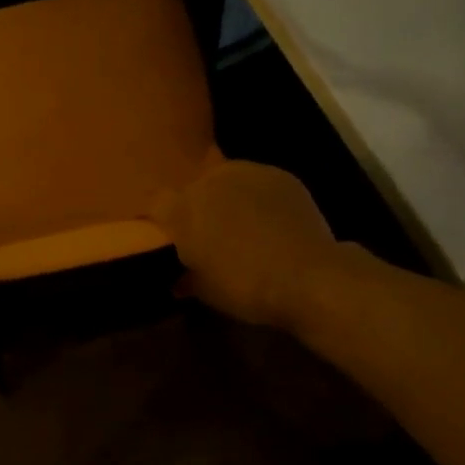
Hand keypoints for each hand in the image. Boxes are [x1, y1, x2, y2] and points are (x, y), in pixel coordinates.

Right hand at [151, 160, 340, 330]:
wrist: (307, 276)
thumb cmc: (245, 287)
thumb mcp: (206, 292)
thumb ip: (188, 279)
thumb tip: (180, 280)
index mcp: (182, 209)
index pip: (156, 204)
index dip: (162, 220)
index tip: (170, 238)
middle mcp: (210, 181)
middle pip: (194, 188)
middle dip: (198, 207)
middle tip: (210, 235)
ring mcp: (247, 172)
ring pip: (227, 180)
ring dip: (229, 198)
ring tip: (243, 225)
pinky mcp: (281, 175)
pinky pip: (259, 183)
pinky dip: (259, 198)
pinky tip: (272, 221)